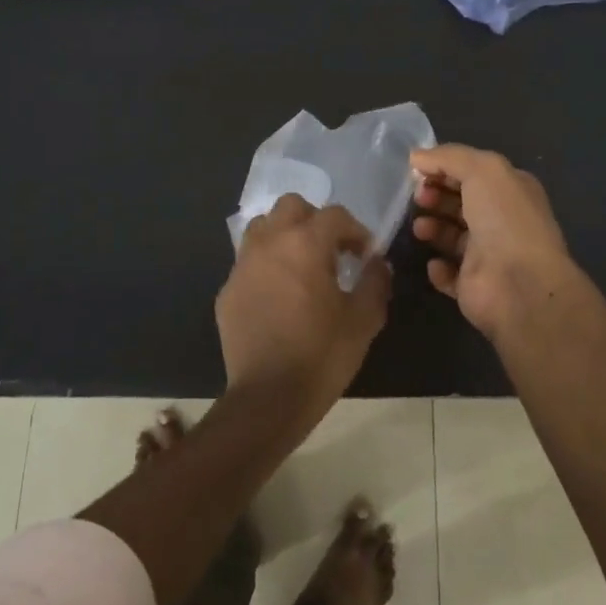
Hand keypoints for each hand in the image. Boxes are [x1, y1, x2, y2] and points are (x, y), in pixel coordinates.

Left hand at [215, 194, 391, 419]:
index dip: (355, 231)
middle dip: (315, 220)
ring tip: (301, 265)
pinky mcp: (227, 290)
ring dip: (285, 236)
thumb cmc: (322, 355)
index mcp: (305, 244)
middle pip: (292, 206)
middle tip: (332, 251)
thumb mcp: (364, 320)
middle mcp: (270, 243)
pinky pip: (248, 262)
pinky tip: (278, 295)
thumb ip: (375, 281)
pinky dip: (266, 265)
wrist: (268, 398)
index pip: (335, 215)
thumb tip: (378, 263)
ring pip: (263, 227)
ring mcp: (243, 265)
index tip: (365, 255)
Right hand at [410, 144, 578, 343]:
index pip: (473, 172)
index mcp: (510, 191)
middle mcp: (501, 221)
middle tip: (418, 198)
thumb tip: (416, 156)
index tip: (417, 171)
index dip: (444, 168)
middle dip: (436, 196)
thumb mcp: (482, 170)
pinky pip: (449, 274)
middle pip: (460, 203)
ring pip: (452, 237)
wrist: (519, 283)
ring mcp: (488, 255)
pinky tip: (434, 262)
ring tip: (420, 228)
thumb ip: (448, 157)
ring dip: (433, 228)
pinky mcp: (473, 285)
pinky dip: (438, 268)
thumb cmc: (504, 219)